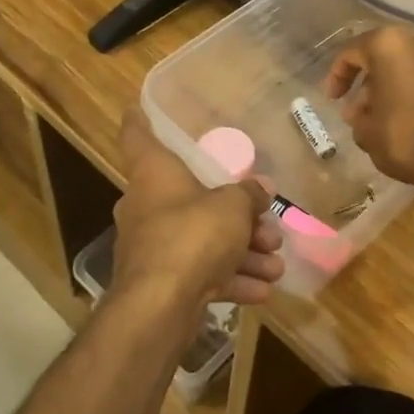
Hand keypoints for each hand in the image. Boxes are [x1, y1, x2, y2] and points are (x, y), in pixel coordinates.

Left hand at [113, 110, 284, 314]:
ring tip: (276, 264)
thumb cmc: (193, 235)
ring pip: (203, 241)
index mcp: (153, 175)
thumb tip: (261, 188)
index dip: (139, 120)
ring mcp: (153, 247)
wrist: (160, 306)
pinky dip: (231, 279)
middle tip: (268, 226)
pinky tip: (263, 290)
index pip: (138, 137)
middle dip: (235, 215)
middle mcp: (147, 206)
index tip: (137, 107)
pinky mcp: (162, 282)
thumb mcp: (232, 207)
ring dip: (243, 253)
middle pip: (192, 199)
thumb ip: (249, 195)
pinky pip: (201, 273)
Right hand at [323, 26, 413, 200]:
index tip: (332, 98)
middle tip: (355, 109)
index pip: (352, 52)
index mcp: (389, 44)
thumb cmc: (407, 137)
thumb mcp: (367, 131)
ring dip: (389, 87)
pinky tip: (406, 119)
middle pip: (382, 56)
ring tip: (379, 118)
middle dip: (366, 81)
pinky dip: (412, 92)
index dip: (337, 76)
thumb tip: (359, 113)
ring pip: (406, 66)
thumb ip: (357, 117)